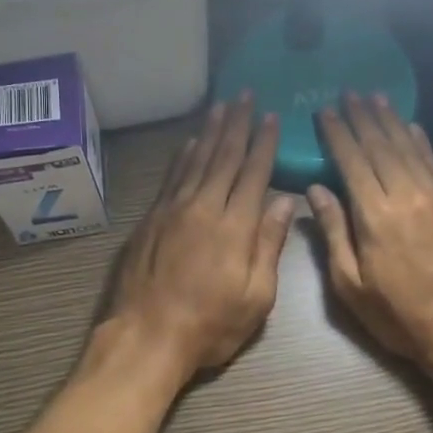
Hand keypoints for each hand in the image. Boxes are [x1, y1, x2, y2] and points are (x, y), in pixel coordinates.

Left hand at [106, 95, 294, 379]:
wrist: (146, 336)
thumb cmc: (210, 325)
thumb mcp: (256, 297)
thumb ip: (270, 245)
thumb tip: (285, 200)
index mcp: (235, 226)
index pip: (254, 173)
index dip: (264, 143)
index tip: (271, 117)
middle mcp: (204, 207)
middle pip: (224, 157)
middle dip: (237, 125)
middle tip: (245, 96)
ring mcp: (173, 210)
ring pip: (196, 160)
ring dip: (210, 131)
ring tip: (221, 106)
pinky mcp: (151, 219)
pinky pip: (171, 177)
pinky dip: (183, 155)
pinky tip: (190, 142)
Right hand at [308, 94, 432, 371]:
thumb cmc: (400, 315)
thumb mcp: (351, 285)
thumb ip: (334, 233)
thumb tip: (315, 190)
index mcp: (376, 216)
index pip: (352, 162)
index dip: (338, 135)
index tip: (325, 111)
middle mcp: (408, 195)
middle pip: (381, 147)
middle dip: (362, 118)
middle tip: (349, 92)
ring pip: (409, 148)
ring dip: (390, 121)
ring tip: (376, 97)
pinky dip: (420, 142)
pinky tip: (412, 127)